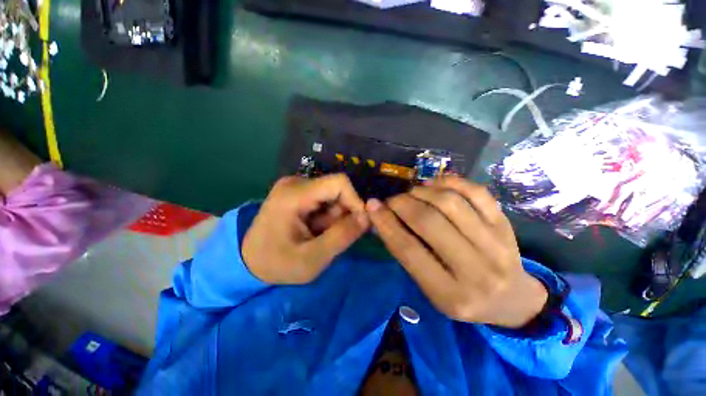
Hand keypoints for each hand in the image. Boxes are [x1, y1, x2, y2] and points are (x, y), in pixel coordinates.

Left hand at [242, 174, 368, 284]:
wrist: (250, 260)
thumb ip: (341, 237)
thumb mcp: (312, 259)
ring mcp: (296, 186)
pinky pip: (325, 200)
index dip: (355, 201)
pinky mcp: (298, 191)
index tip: (359, 224)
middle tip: (328, 237)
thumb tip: (367, 217)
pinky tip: (314, 229)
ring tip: (318, 235)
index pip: (339, 183)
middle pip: (337, 190)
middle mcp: (295, 182)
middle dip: (341, 215)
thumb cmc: (277, 263)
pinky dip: (326, 216)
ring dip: (333, 218)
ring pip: (333, 196)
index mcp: (294, 195)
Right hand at [366, 176, 546, 328]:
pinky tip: (435, 183)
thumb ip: (407, 255)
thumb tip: (382, 219)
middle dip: (403, 204)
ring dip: (423, 191)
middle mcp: (476, 271)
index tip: (372, 206)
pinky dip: (452, 182)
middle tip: (392, 200)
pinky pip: (478, 193)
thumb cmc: (464, 298)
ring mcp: (496, 245)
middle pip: (429, 222)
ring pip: (451, 204)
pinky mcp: (506, 226)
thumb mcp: (431, 289)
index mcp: (450, 295)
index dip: (386, 223)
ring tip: (413, 192)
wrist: (514, 300)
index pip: (408, 250)